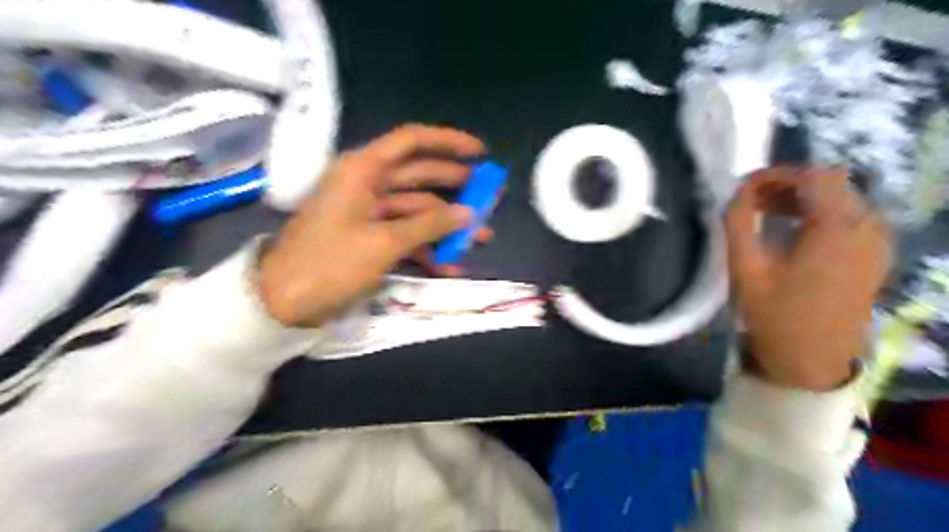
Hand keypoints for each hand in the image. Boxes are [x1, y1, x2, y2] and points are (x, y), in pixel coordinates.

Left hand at [257, 124, 483, 328]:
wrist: (282, 302)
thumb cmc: (329, 264)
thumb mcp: (384, 243)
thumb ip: (429, 225)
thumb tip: (468, 213)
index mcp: (363, 170)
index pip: (411, 141)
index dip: (448, 142)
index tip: (481, 152)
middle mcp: (366, 184)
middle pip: (419, 176)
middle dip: (456, 187)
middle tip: (489, 196)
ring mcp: (368, 212)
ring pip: (416, 209)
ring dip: (446, 224)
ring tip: (481, 238)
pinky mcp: (368, 236)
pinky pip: (405, 234)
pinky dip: (427, 248)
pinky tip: (450, 265)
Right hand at [727, 166, 890, 389]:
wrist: (811, 361)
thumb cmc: (774, 314)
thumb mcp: (745, 267)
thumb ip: (738, 221)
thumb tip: (739, 191)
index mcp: (836, 227)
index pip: (813, 175)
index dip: (776, 175)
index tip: (744, 188)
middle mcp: (867, 227)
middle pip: (831, 183)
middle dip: (788, 185)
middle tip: (752, 202)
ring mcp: (876, 242)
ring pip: (843, 199)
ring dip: (804, 199)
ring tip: (768, 215)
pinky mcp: (875, 256)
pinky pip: (851, 218)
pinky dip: (821, 214)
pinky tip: (795, 233)